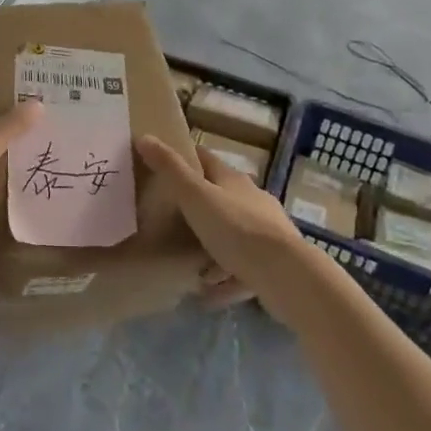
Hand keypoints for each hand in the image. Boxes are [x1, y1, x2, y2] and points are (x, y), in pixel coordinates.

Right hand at [135, 136, 301, 294]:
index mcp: (233, 180)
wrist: (287, 274)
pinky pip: (243, 268)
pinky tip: (211, 294)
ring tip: (190, 263)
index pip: (206, 159)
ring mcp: (267, 232)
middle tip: (172, 218)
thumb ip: (170, 169)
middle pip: (222, 196)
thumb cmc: (236, 228)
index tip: (165, 164)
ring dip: (213, 246)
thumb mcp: (195, 196)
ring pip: (234, 234)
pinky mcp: (274, 263)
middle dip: (200, 206)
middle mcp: (253, 200)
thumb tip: (144, 137)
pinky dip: (226, 278)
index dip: (186, 158)